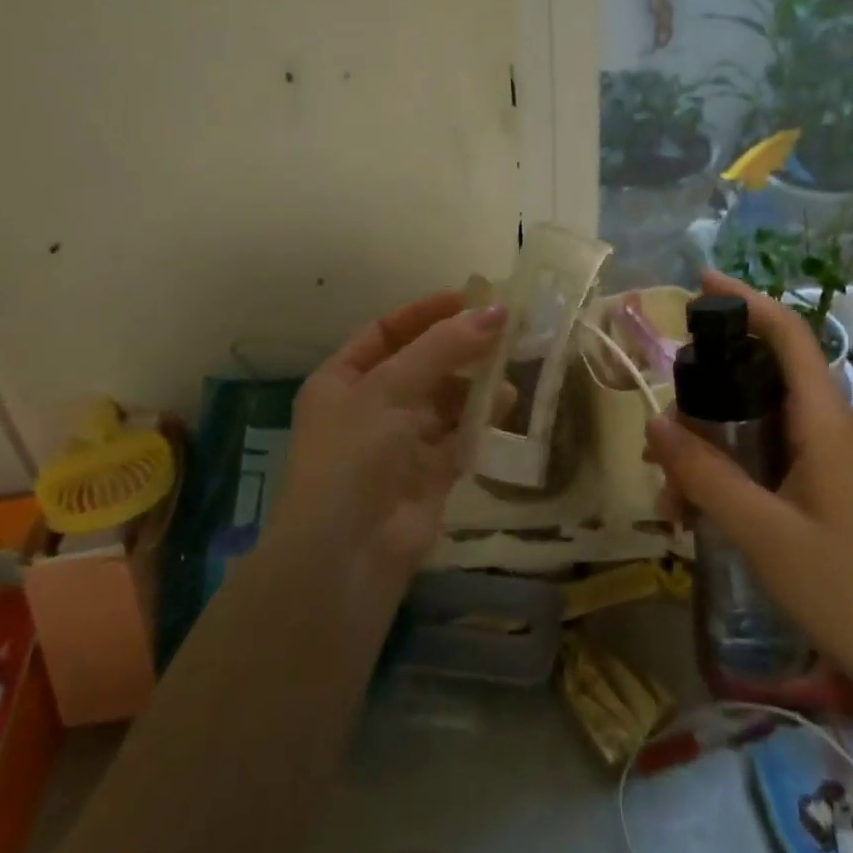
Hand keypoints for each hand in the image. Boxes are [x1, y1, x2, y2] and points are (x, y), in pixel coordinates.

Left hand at [270, 292, 507, 582]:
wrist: (347, 553)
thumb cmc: (355, 453)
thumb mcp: (392, 387)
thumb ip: (444, 347)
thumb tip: (497, 311)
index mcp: (342, 380)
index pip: (387, 332)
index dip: (427, 313)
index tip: (472, 299)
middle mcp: (370, 407)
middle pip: (421, 365)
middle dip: (459, 348)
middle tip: (505, 329)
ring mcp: (399, 443)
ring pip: (445, 402)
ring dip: (475, 385)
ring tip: (510, 367)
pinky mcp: (429, 475)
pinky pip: (459, 437)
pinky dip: (481, 421)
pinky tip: (506, 404)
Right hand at [643, 271, 852, 703]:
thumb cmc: (848, 593)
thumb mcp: (763, 533)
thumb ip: (706, 475)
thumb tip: (655, 422)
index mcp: (822, 423)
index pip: (789, 336)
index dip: (747, 302)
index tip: (700, 284)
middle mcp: (822, 431)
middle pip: (757, 381)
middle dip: (701, 398)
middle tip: (658, 432)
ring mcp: (821, 464)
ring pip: (751, 428)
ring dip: (705, 451)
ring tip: (668, 496)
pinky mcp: (816, 494)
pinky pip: (759, 464)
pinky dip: (722, 478)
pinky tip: (693, 517)